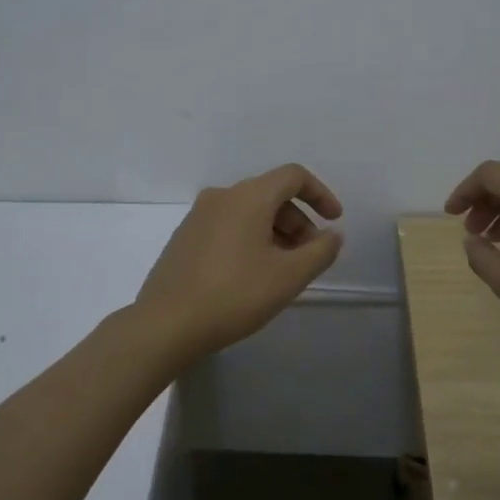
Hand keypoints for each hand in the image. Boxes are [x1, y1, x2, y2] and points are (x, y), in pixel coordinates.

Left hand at [135, 164, 344, 363]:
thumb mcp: (289, 276)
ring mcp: (198, 216)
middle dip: (298, 221)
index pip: (293, 176)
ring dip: (275, 232)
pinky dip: (250, 239)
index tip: (334, 221)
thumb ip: (320, 251)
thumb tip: (332, 234)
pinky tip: (252, 274)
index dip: (320, 194)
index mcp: (249, 197)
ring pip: (248, 212)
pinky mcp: (184, 237)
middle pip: (271, 194)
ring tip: (283, 270)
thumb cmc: (235, 295)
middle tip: (309, 256)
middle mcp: (222, 196)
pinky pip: (228, 226)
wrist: (166, 324)